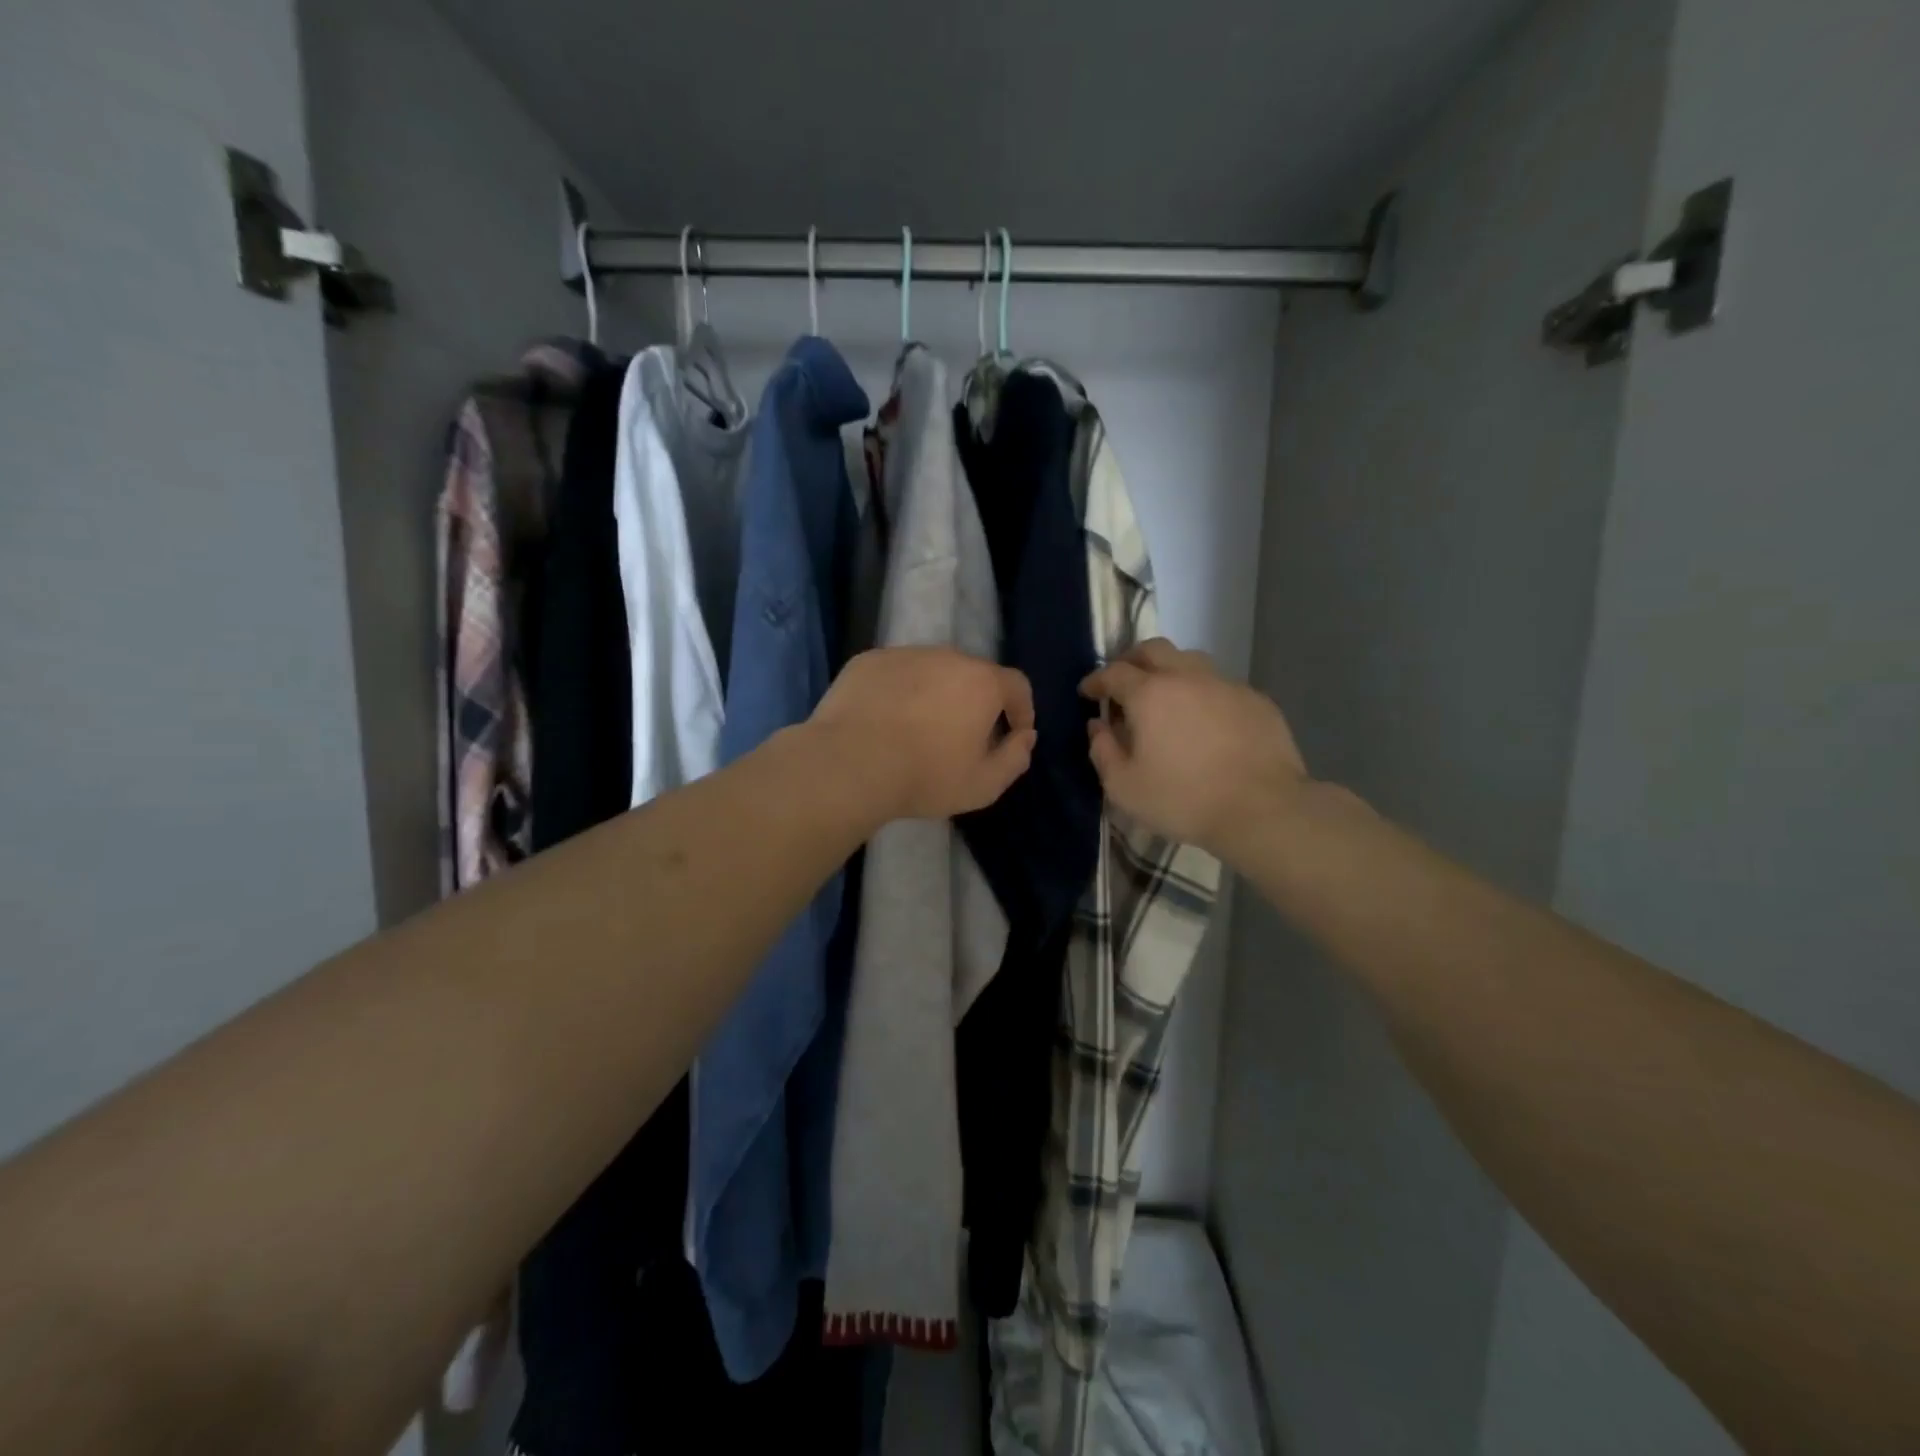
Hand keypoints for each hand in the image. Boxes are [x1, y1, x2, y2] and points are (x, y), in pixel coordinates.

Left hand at [811, 647, 1036, 821]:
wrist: (849, 764)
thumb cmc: (925, 776)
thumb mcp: (983, 784)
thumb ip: (1015, 759)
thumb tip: (1025, 737)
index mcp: (982, 682)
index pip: (1016, 685)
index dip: (1021, 709)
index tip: (1014, 732)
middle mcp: (947, 657)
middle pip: (973, 675)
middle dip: (976, 701)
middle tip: (963, 735)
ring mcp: (904, 654)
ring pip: (931, 670)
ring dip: (935, 693)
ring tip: (919, 727)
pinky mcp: (868, 661)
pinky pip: (895, 673)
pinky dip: (899, 691)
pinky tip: (885, 719)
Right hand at [1080, 639, 1307, 858]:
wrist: (1262, 809)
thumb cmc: (1183, 799)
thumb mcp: (1125, 787)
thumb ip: (1103, 751)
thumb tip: (1098, 726)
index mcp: (1150, 694)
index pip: (1114, 672)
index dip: (1096, 680)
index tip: (1087, 692)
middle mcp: (1187, 677)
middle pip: (1153, 649)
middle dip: (1131, 660)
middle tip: (1123, 682)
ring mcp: (1226, 685)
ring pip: (1191, 661)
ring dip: (1170, 670)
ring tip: (1165, 697)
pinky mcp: (1256, 700)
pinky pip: (1221, 685)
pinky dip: (1203, 694)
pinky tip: (1205, 721)